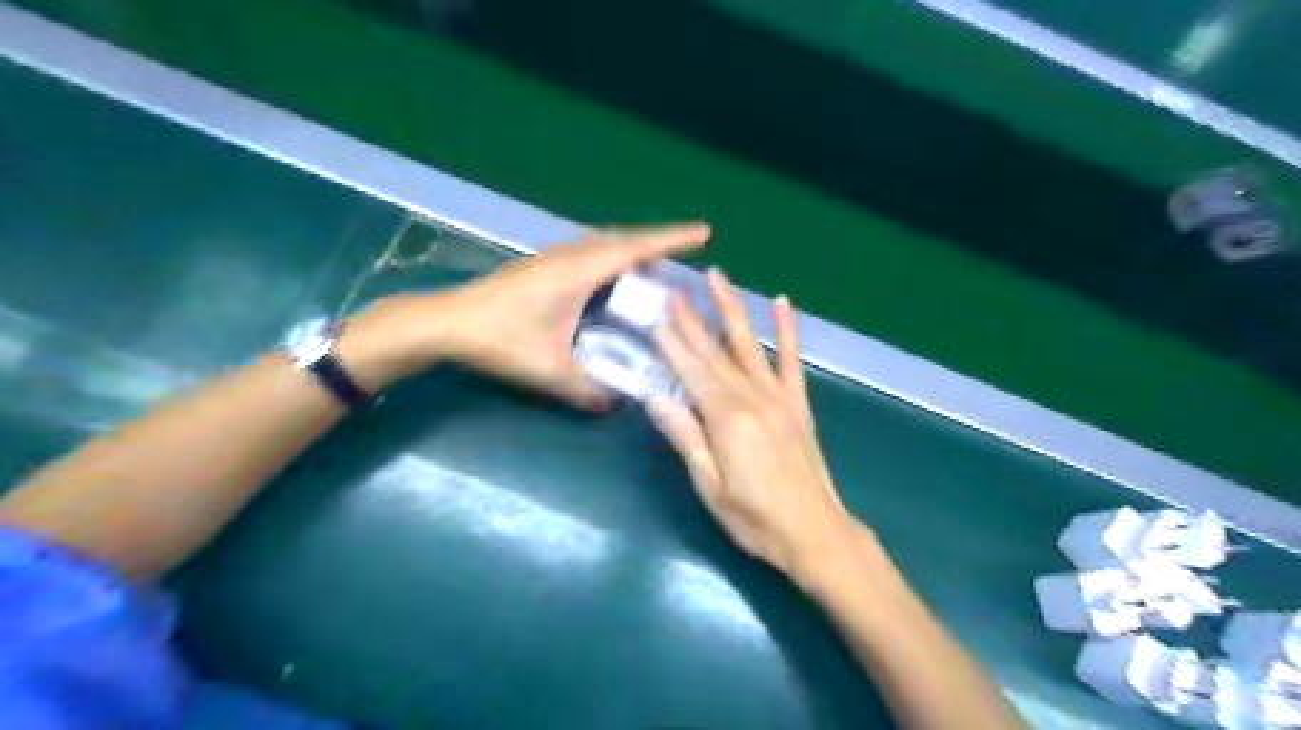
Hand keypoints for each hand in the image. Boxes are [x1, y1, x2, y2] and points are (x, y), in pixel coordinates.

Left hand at [364, 222, 709, 403]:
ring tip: (655, 268)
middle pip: (624, 239)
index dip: (672, 239)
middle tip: (685, 257)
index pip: (635, 249)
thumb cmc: (499, 341)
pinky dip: (612, 256)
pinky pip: (590, 251)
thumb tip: (615, 403)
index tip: (704, 233)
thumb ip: (586, 389)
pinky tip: (613, 278)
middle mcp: (570, 256)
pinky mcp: (542, 264)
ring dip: (633, 249)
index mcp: (578, 272)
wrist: (447, 322)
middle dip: (659, 243)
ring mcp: (553, 256)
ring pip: (605, 242)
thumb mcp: (548, 371)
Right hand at [643, 271, 861, 583]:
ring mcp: (779, 397)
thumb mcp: (710, 485)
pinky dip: (787, 330)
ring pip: (749, 344)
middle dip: (692, 319)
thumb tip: (654, 397)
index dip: (670, 344)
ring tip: (717, 278)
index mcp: (725, 419)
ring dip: (731, 309)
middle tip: (674, 290)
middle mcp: (752, 398)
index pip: (690, 371)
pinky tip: (782, 304)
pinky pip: (792, 359)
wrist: (814, 532)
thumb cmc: (754, 518)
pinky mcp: (799, 403)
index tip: (654, 317)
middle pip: (714, 352)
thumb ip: (685, 437)